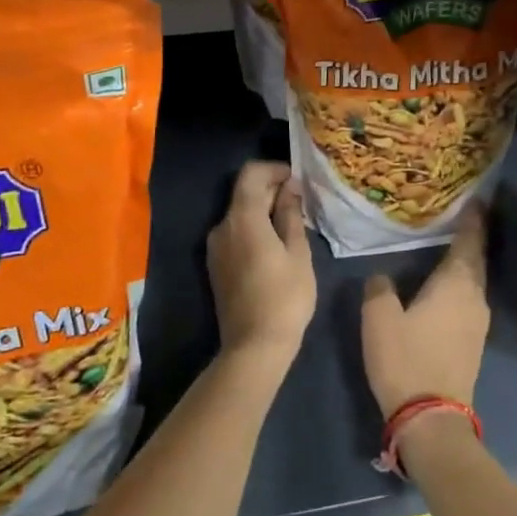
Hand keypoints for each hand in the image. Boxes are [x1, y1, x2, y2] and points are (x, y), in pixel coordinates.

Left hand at [207, 162, 315, 374]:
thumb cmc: (285, 297)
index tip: (297, 179)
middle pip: (244, 193)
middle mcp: (222, 227)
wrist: (254, 346)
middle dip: (271, 189)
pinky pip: (235, 233)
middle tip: (301, 202)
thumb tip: (289, 189)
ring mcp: (215, 247)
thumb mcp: (297, 253)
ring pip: (240, 214)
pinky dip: (254, 228)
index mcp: (242, 219)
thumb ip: (290, 215)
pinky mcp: (216, 265)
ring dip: (263, 210)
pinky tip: (275, 244)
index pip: (251, 174)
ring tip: (291, 224)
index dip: (274, 169)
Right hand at [361, 208, 489, 419]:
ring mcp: (478, 322)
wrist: (431, 418)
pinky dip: (459, 285)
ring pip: (473, 281)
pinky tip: (443, 285)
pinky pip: (469, 300)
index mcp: (456, 284)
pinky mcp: (473, 342)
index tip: (475, 198)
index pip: (470, 241)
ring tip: (446, 246)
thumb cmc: (405, 359)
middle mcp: (475, 297)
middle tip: (456, 216)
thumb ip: (380, 288)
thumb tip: (383, 277)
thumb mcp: (379, 318)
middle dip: (469, 237)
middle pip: (475, 259)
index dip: (473, 219)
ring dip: (463, 263)